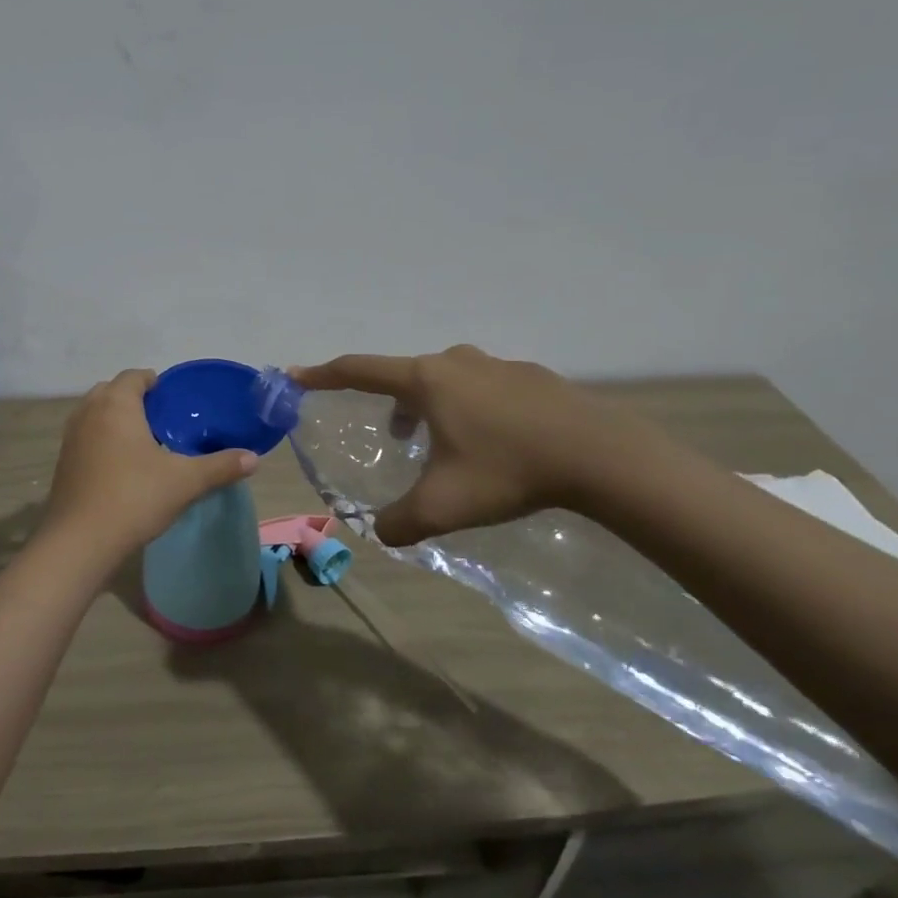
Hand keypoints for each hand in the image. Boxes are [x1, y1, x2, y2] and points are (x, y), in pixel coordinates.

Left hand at [41, 370, 257, 564]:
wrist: (80, 541)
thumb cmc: (134, 498)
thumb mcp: (185, 482)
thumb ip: (220, 466)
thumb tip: (253, 458)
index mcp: (116, 404)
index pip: (134, 376)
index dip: (155, 382)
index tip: (175, 400)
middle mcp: (88, 412)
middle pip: (111, 391)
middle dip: (134, 399)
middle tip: (163, 421)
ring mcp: (71, 437)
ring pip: (95, 414)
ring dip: (116, 420)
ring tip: (144, 443)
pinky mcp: (63, 462)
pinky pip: (86, 437)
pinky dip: (102, 441)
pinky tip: (122, 467)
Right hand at [293, 345, 664, 546]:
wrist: (601, 456)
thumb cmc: (508, 471)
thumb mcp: (443, 506)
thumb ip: (399, 523)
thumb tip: (380, 534)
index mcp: (426, 381)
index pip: (359, 370)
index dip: (322, 374)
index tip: (296, 376)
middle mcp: (455, 362)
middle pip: (404, 375)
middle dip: (388, 402)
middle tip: (392, 439)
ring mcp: (497, 365)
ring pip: (445, 381)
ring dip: (429, 407)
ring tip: (440, 445)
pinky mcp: (531, 377)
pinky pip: (482, 387)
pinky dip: (469, 408)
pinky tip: (493, 445)